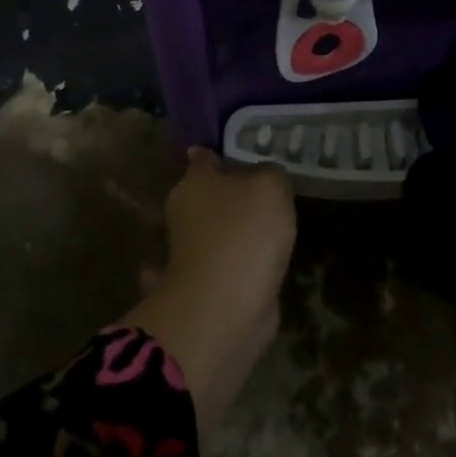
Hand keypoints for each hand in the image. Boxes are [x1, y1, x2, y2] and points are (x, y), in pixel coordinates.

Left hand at [125, 148, 296, 428]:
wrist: (226, 307)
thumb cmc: (243, 233)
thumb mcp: (269, 186)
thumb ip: (270, 173)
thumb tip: (263, 176)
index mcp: (192, 184)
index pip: (203, 158)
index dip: (219, 152)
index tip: (240, 148)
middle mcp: (185, 215)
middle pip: (209, 195)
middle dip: (230, 193)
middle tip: (267, 189)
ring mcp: (193, 254)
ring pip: (217, 232)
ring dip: (235, 231)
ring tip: (270, 225)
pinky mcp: (206, 287)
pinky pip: (228, 264)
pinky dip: (241, 263)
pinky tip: (265, 261)